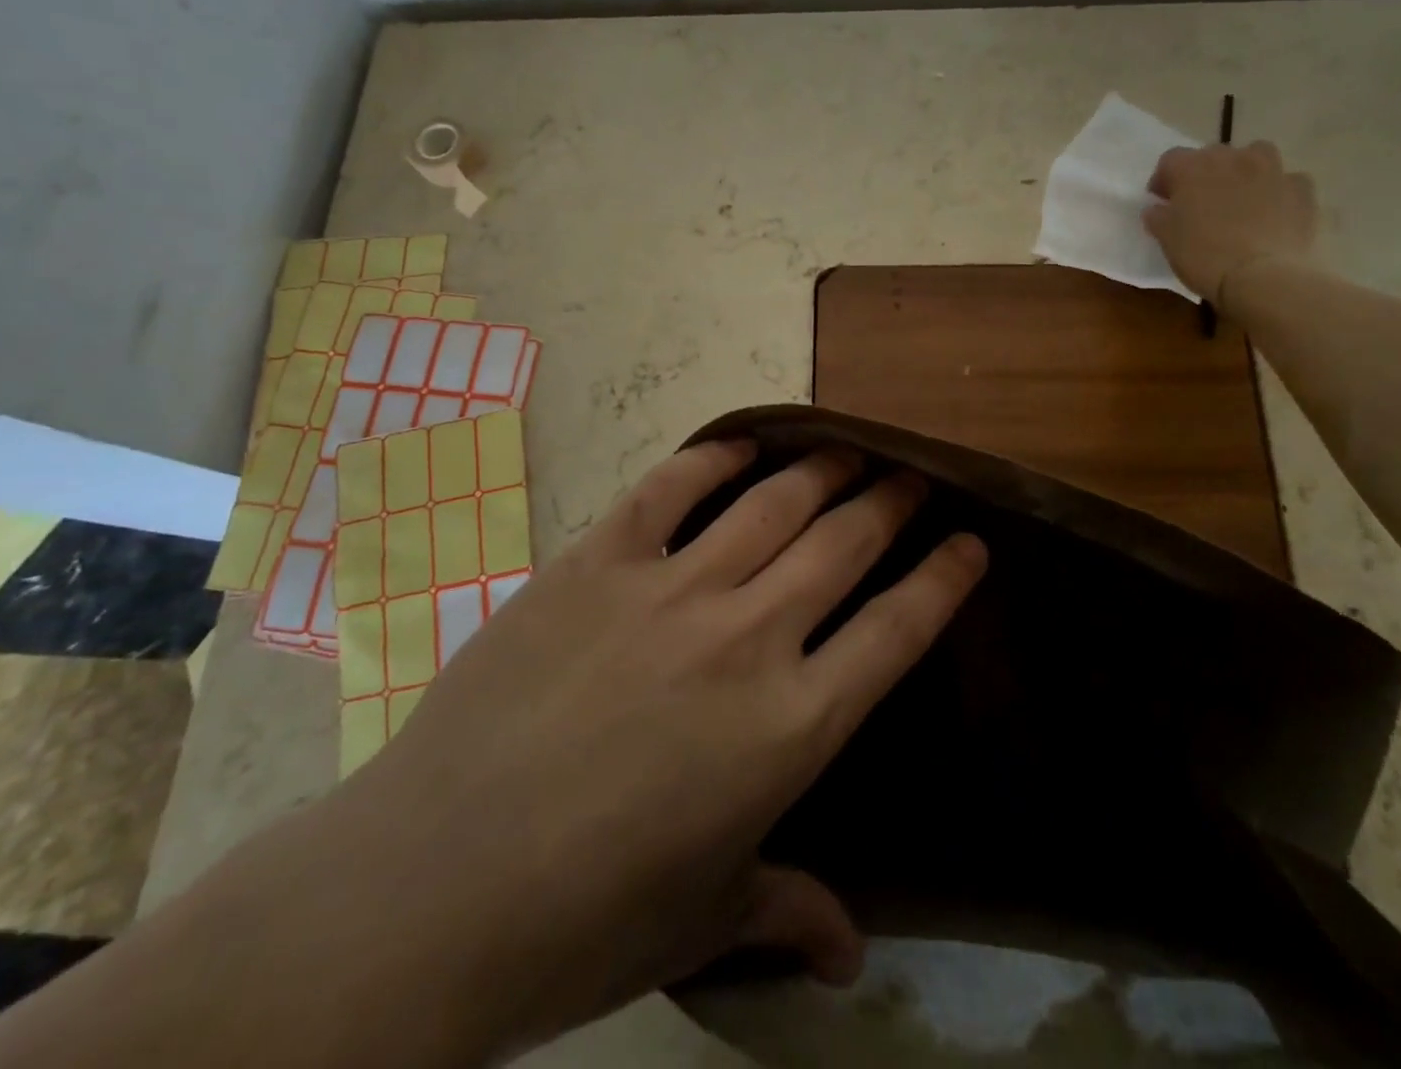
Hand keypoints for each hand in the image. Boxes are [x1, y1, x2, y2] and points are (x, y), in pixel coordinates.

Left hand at [350, 441, 987, 1056]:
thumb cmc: (584, 920)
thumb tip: (852, 955)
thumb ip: (788, 911)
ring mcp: (669, 589)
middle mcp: (746, 637)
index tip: (970, 542)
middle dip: (890, 503)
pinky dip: (710, 458)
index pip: (897, 631)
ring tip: (847, 450)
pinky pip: (668, 489)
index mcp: (790, 727)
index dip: (944, 579)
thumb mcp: (704, 919)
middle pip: (844, 544)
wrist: (430, 887)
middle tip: (909, 476)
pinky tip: (737, 444)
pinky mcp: (596, 562)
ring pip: (772, 503)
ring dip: (821, 469)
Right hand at [1144, 140, 1317, 304]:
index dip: (1163, 179)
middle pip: (1213, 154)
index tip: (1161, 202)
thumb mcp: (1167, 239)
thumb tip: (1158, 208)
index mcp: (1193, 167)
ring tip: (1240, 198)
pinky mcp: (1302, 189)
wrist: (1263, 277)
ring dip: (1245, 170)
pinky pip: (1287, 181)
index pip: (1171, 159)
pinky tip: (1273, 213)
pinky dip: (1278, 191)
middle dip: (1203, 174)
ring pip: (1256, 156)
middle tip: (1199, 203)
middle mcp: (1233, 158)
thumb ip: (1159, 217)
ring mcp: (1272, 170)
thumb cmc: (1204, 256)